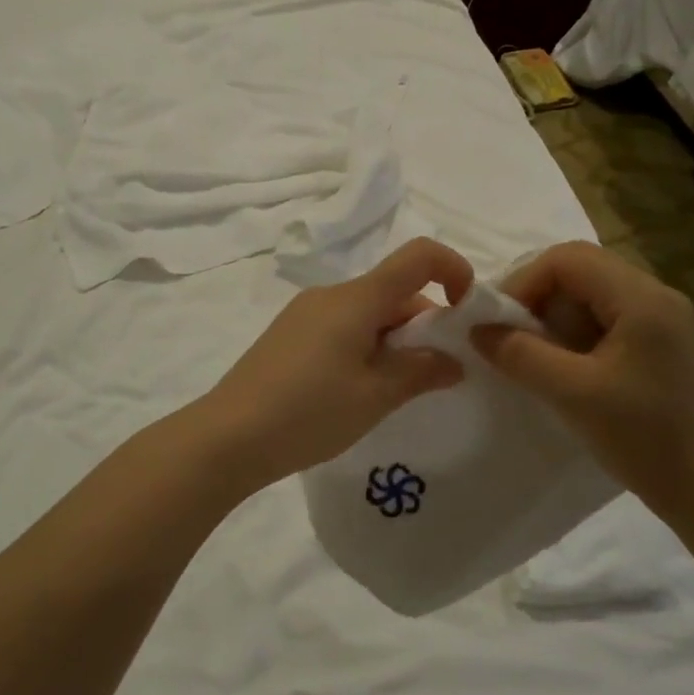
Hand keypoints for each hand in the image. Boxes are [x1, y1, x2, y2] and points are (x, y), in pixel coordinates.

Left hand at [198, 238, 474, 487]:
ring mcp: (305, 313)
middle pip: (394, 290)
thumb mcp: (375, 396)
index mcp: (356, 298)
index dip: (454, 269)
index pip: (417, 256)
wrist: (227, 438)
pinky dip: (367, 346)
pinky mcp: (290, 335)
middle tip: (434, 375)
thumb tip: (453, 362)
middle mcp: (330, 294)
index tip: (467, 312)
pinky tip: (359, 390)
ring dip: (395, 340)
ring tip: (395, 391)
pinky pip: (343, 326)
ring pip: (369, 312)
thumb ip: (421, 372)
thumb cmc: (309, 412)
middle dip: (425, 324)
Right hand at [472, 241, 693, 515]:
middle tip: (509, 334)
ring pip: (591, 293)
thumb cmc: (644, 438)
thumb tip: (477, 330)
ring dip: (554, 315)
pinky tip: (562, 365)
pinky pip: (605, 317)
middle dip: (537, 297)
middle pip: (580, 269)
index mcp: (642, 298)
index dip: (524, 281)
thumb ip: (521, 356)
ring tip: (531, 353)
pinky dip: (574, 332)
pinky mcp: (659, 342)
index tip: (498, 320)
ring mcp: (661, 318)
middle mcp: (656, 295)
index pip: (568, 258)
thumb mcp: (573, 394)